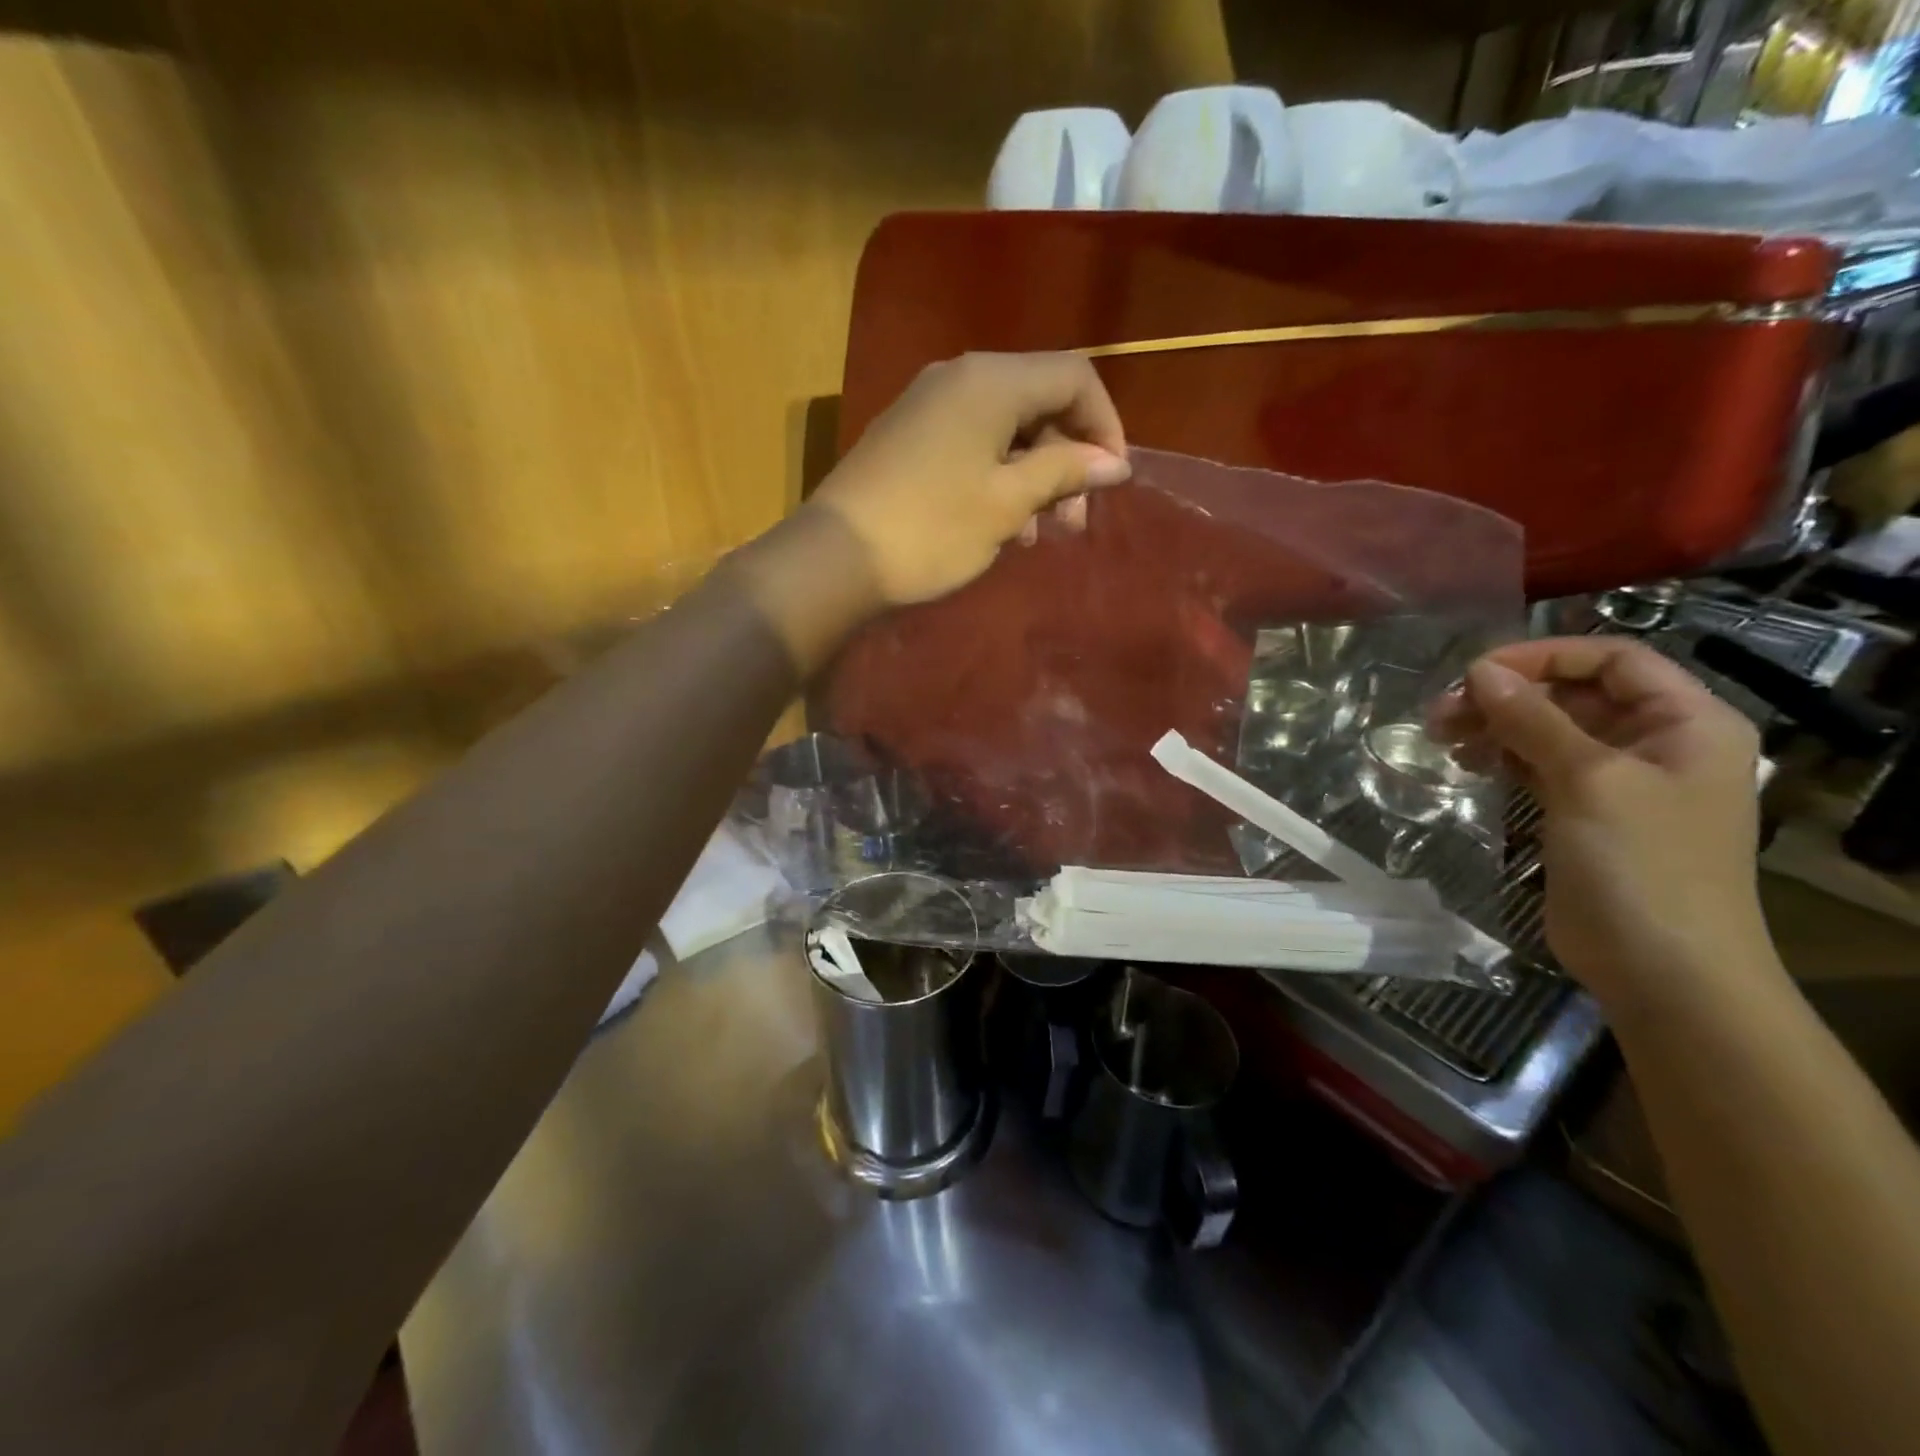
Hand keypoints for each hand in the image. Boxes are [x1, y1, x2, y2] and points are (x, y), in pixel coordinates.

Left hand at [808, 352, 1131, 605]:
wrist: (836, 558)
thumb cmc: (932, 529)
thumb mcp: (1008, 503)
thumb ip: (1064, 472)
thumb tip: (1114, 461)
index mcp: (991, 380)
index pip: (1073, 376)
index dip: (1105, 424)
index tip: (1111, 479)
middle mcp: (959, 377)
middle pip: (1039, 400)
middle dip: (1068, 457)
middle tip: (1074, 518)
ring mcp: (928, 405)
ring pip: (1006, 428)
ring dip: (1033, 474)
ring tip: (1038, 532)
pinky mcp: (909, 436)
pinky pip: (972, 444)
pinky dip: (998, 477)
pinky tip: (1001, 526)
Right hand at [1438, 638, 1773, 1010]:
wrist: (1665, 970)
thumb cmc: (1642, 865)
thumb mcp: (1589, 781)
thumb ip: (1533, 720)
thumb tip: (1480, 671)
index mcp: (1686, 722)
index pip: (1612, 659)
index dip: (1543, 657)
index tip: (1474, 674)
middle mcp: (1657, 743)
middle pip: (1573, 694)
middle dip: (1506, 696)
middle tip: (1440, 712)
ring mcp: (1621, 781)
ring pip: (1549, 730)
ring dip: (1496, 726)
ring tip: (1442, 737)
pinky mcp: (1585, 813)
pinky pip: (1540, 766)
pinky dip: (1502, 757)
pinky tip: (1467, 763)